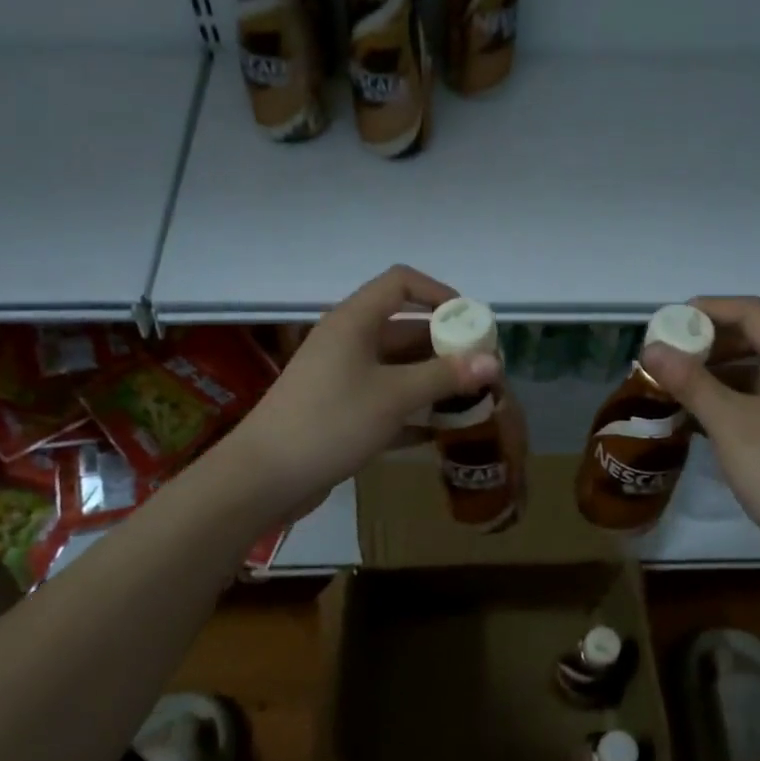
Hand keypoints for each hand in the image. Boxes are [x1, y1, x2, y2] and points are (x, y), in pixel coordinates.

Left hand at [226, 265, 499, 520]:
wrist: (265, 477)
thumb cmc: (331, 422)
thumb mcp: (394, 396)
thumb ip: (445, 376)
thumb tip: (493, 361)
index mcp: (354, 321)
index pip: (401, 283)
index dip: (439, 293)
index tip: (471, 321)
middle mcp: (347, 341)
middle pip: (404, 328)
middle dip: (445, 345)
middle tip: (482, 369)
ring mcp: (341, 377)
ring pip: (396, 367)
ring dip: (432, 380)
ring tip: (471, 399)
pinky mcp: (339, 410)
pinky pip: (384, 399)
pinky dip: (411, 409)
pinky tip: (439, 431)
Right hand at [641, 296, 759, 577]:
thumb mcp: (731, 426)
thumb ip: (691, 383)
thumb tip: (651, 348)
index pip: (751, 312)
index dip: (707, 309)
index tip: (665, 323)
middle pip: (750, 338)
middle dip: (704, 341)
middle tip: (662, 355)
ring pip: (749, 370)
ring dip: (710, 371)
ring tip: (669, 384)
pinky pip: (752, 398)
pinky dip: (722, 398)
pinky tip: (691, 415)